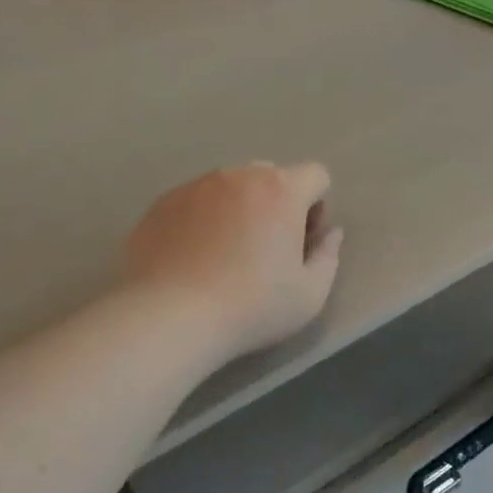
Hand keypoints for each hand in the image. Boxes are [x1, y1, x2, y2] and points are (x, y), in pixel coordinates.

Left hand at [124, 162, 344, 360]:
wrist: (171, 317)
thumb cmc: (251, 307)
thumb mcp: (309, 295)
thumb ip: (328, 257)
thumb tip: (331, 234)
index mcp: (281, 190)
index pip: (315, 175)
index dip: (318, 206)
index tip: (302, 242)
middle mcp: (238, 175)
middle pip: (270, 175)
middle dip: (277, 203)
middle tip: (266, 247)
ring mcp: (195, 186)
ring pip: (229, 186)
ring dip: (238, 209)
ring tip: (225, 254)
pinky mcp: (161, 204)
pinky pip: (194, 201)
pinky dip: (202, 220)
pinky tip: (193, 258)